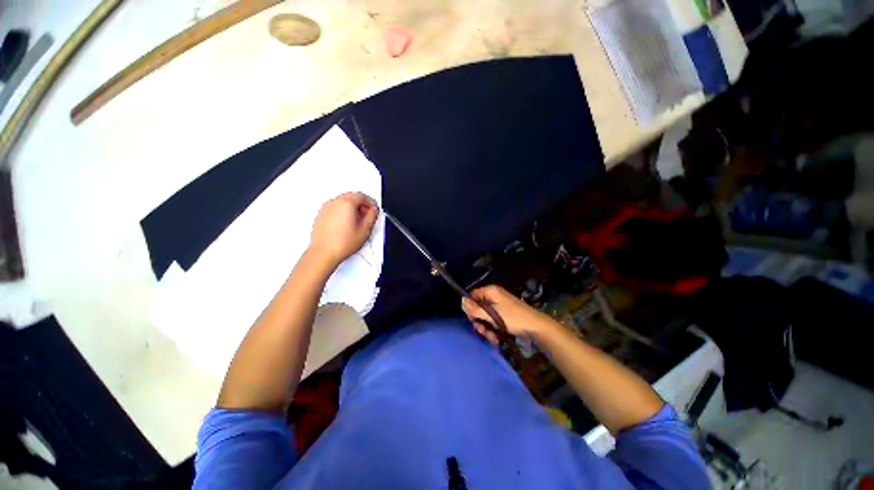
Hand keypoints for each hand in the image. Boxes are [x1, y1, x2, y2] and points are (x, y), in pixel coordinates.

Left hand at [309, 192, 378, 267]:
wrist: (323, 253)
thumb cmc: (342, 243)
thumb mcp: (365, 229)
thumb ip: (373, 216)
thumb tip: (374, 210)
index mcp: (346, 203)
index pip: (362, 196)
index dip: (371, 202)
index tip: (374, 209)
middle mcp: (334, 202)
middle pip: (352, 197)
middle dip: (362, 204)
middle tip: (368, 216)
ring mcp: (326, 208)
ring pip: (343, 202)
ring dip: (352, 208)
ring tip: (357, 223)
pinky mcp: (321, 215)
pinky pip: (335, 208)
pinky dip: (342, 212)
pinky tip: (346, 226)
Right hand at [461, 285, 554, 343]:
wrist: (536, 327)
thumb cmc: (513, 318)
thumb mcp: (492, 315)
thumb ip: (475, 309)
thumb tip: (461, 301)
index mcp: (490, 291)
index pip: (473, 296)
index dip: (470, 308)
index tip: (473, 320)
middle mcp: (494, 296)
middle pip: (478, 308)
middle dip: (480, 322)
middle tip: (483, 332)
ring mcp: (500, 305)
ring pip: (486, 316)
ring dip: (486, 328)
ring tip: (493, 338)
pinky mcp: (504, 314)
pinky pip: (494, 320)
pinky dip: (493, 329)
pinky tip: (497, 338)